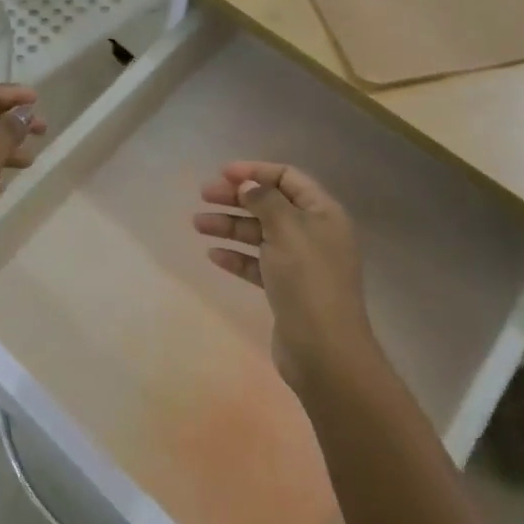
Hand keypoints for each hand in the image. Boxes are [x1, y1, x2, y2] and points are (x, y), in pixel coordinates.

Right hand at [193, 162, 376, 391]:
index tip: (223, 174)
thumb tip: (248, 183)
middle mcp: (314, 233)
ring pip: (260, 234)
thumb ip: (265, 200)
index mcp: (323, 213)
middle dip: (237, 197)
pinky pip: (257, 263)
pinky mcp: (287, 289)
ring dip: (230, 226)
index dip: (256, 171)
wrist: (325, 352)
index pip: (288, 177)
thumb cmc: (308, 281)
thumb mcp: (287, 230)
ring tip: (198, 224)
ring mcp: (300, 263)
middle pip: (270, 204)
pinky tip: (214, 255)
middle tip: (203, 195)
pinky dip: (237, 256)